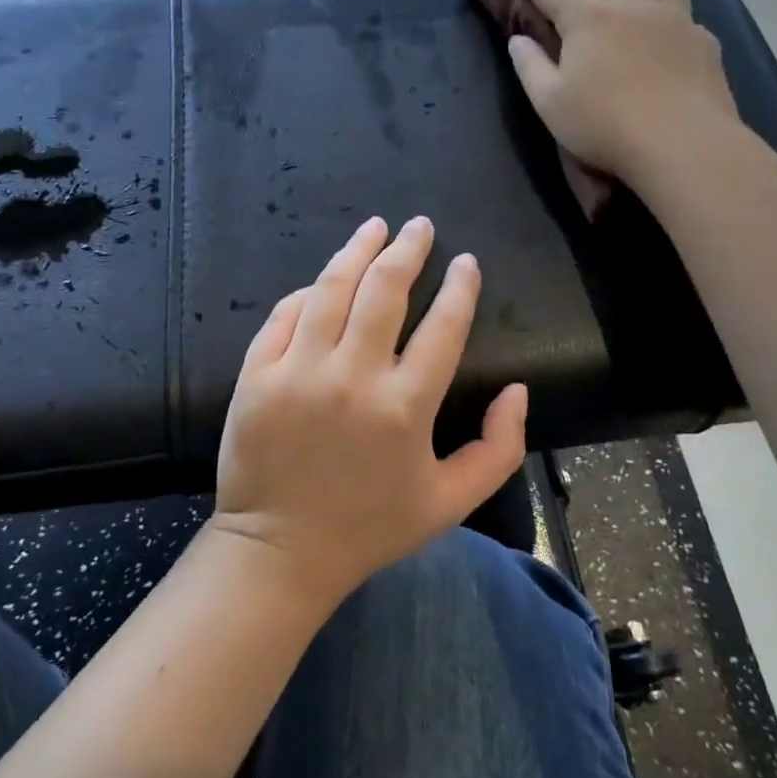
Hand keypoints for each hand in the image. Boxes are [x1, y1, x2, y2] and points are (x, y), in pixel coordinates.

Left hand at [211, 215, 528, 604]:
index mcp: (405, 407)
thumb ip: (498, 449)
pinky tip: (325, 279)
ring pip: (332, 288)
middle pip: (385, 290)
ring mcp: (298, 371)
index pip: (444, 326)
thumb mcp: (450, 502)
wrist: (279, 551)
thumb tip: (519, 390)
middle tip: (420, 226)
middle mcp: (352, 378)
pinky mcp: (257, 373)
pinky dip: (308, 291)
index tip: (465, 261)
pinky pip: (285, 314)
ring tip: (375, 227)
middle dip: (408, 249)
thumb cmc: (370, 527)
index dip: (460, 286)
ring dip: (358, 250)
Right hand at [503, 0, 738, 183]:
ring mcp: (676, 23)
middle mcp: (633, 8)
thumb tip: (519, 41)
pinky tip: (672, 39)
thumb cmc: (604, 126)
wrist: (682, 144)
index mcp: (589, 21)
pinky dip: (674, 20)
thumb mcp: (550, 104)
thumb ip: (531, 68)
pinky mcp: (705, 45)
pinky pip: (688, 19)